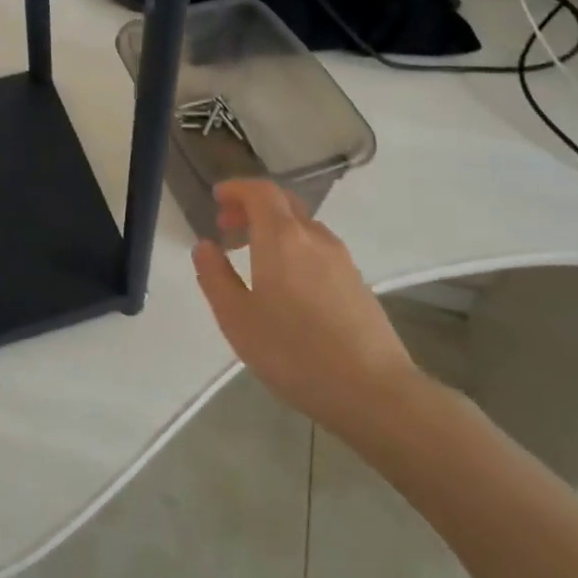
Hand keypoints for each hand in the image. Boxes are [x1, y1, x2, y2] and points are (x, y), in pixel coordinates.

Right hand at [191, 179, 416, 435]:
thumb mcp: (237, 319)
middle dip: (252, 206)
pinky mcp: (356, 281)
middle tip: (227, 226)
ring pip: (302, 226)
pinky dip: (294, 247)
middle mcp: (313, 237)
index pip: (260, 192)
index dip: (236, 188)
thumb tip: (204, 246)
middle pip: (283, 203)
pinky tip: (286, 282)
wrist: (372, 389)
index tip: (216, 197)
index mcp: (281, 238)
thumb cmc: (293, 352)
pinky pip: (318, 248)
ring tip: (253, 256)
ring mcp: (341, 258)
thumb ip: (215, 277)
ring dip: (274, 228)